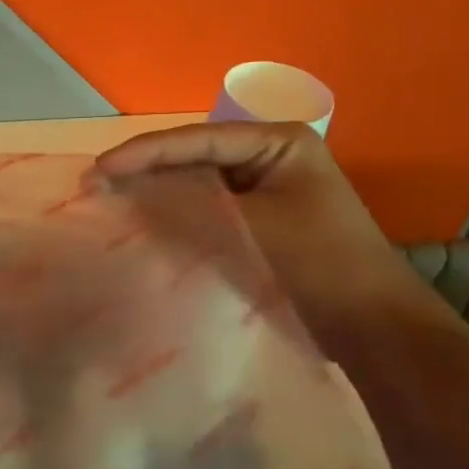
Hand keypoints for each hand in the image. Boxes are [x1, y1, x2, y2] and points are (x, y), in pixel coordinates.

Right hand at [93, 122, 435, 341]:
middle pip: (194, 157)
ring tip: (109, 200)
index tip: (98, 169)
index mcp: (278, 141)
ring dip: (158, 194)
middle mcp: (270, 156)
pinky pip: (208, 211)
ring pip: (198, 184)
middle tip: (95, 183)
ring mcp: (265, 190)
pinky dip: (177, 217)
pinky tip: (143, 225)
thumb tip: (125, 194)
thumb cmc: (319, 266)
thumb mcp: (249, 229)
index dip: (143, 153)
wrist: (374, 329)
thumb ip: (186, 208)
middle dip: (146, 171)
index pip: (197, 139)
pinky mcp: (258, 222)